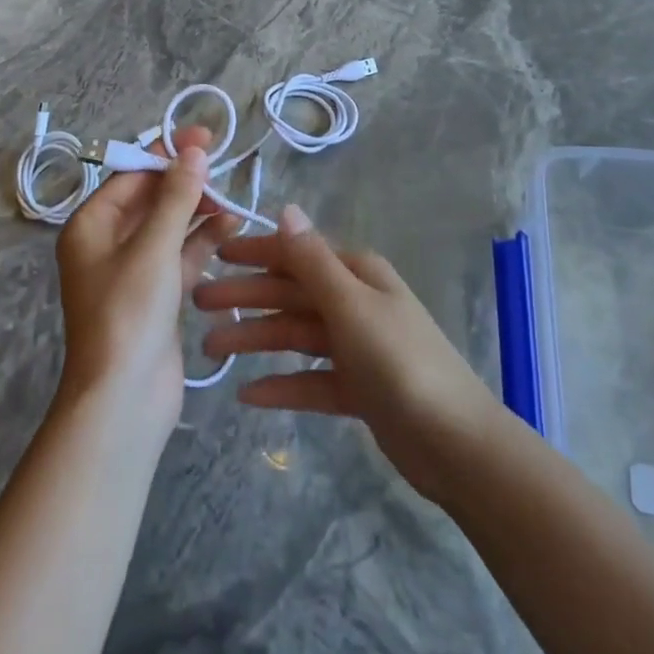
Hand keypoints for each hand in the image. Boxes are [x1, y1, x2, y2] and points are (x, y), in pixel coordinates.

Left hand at [53, 126, 236, 444]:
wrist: (123, 401)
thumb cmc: (128, 314)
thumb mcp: (153, 247)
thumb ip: (177, 196)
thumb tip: (194, 150)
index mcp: (91, 226)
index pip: (131, 175)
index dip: (166, 153)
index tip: (203, 137)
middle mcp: (107, 243)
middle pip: (151, 198)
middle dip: (185, 181)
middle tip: (222, 163)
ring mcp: (134, 271)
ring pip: (169, 226)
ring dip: (198, 210)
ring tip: (233, 198)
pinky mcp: (157, 295)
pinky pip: (181, 255)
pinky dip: (203, 241)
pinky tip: (232, 226)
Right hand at [194, 206, 503, 502]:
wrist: (456, 444)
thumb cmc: (400, 362)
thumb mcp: (351, 305)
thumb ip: (312, 260)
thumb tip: (286, 209)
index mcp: (356, 273)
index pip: (296, 254)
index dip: (254, 252)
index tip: (213, 255)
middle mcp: (355, 302)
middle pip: (290, 294)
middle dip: (246, 297)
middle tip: (197, 305)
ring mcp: (357, 346)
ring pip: (295, 336)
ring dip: (256, 340)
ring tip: (211, 351)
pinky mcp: (357, 388)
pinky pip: (309, 379)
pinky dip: (281, 384)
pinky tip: (247, 394)